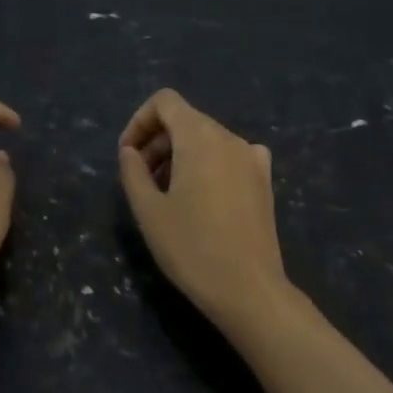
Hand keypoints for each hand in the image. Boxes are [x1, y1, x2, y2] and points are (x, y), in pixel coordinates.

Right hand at [118, 89, 291, 328]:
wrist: (249, 290)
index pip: (165, 101)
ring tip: (166, 195)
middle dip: (157, 142)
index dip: (139, 121)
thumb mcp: (148, 210)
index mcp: (200, 136)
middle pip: (186, 120)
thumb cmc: (191, 247)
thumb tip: (131, 152)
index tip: (128, 156)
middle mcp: (229, 137)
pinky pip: (228, 157)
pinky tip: (201, 199)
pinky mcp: (264, 181)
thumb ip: (133, 171)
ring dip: (179, 155)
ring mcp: (252, 159)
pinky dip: (208, 166)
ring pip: (206, 140)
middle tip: (141, 181)